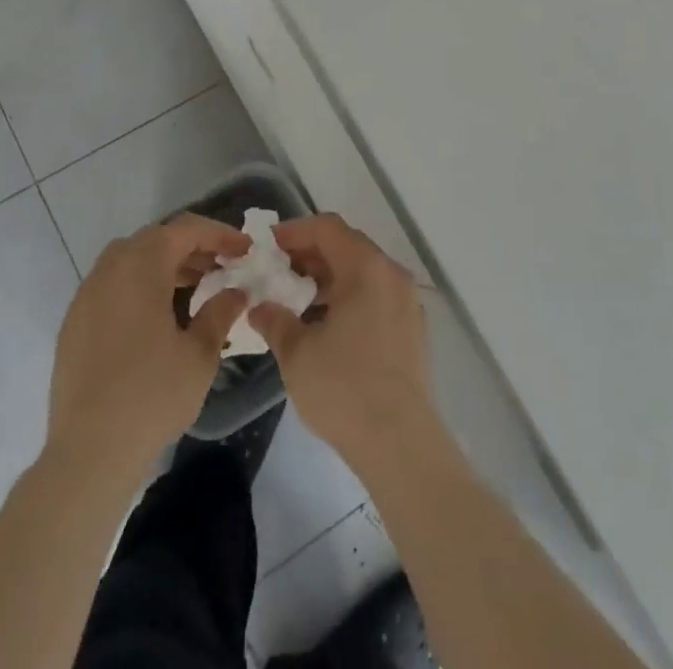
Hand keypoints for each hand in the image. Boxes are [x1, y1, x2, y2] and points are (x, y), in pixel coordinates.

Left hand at [47, 214, 250, 477]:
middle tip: (222, 265)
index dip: (219, 234)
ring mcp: (87, 294)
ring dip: (165, 264)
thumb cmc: (151, 396)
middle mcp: (110, 268)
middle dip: (192, 247)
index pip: (185, 230)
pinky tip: (158, 315)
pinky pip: (113, 284)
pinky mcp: (75, 321)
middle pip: (156, 239)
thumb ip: (220, 313)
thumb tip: (236, 292)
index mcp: (141, 266)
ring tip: (195, 287)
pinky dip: (140, 284)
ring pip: (131, 259)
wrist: (88, 452)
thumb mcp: (199, 354)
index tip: (245, 248)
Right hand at [250, 214, 436, 474]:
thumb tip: (260, 307)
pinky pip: (376, 295)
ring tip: (296, 299)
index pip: (327, 228)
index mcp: (366, 268)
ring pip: (362, 272)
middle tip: (277, 271)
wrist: (402, 445)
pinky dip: (349, 296)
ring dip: (328, 277)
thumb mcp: (297, 353)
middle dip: (309, 254)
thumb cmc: (345, 388)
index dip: (294, 231)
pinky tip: (326, 324)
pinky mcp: (412, 329)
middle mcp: (391, 275)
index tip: (267, 246)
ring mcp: (407, 302)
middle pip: (346, 245)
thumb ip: (275, 319)